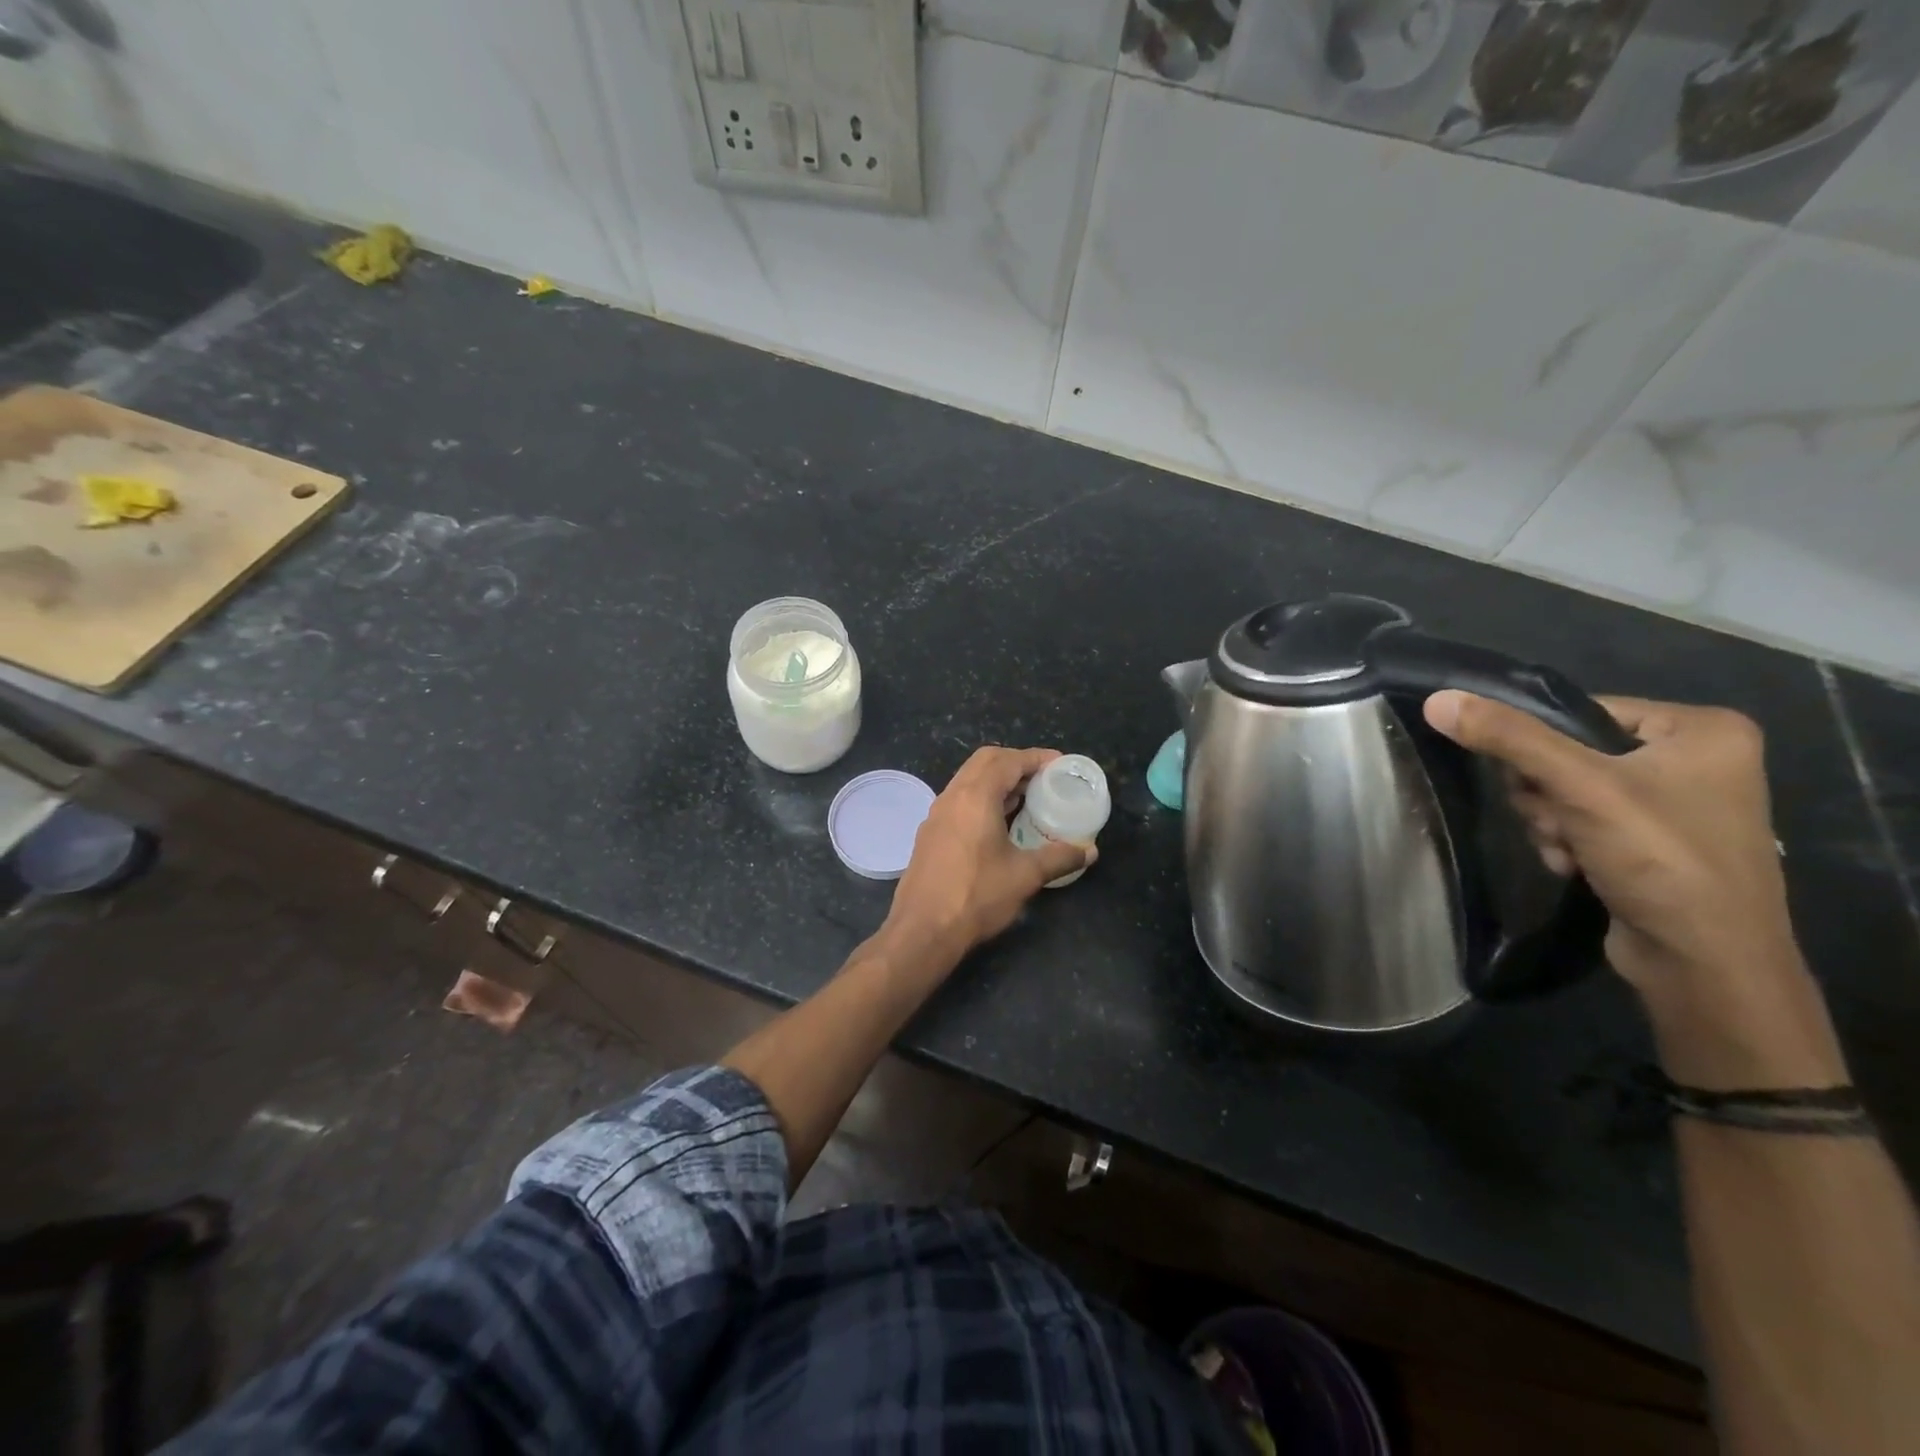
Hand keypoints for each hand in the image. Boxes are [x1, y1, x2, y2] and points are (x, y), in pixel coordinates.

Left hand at [884, 747, 1091, 961]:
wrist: (923, 930)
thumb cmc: (976, 897)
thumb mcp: (1025, 876)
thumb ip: (1059, 857)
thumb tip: (1089, 851)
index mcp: (975, 797)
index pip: (1008, 761)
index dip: (1036, 757)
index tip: (1060, 764)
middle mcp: (952, 797)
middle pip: (985, 761)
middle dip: (1016, 762)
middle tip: (1043, 777)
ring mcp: (936, 815)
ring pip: (969, 780)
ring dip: (997, 780)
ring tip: (1026, 798)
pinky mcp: (930, 833)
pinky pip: (959, 800)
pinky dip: (982, 798)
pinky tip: (999, 823)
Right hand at [1423, 692, 1844, 1086]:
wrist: (1705, 964)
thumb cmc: (1661, 860)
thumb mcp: (1578, 787)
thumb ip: (1508, 739)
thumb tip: (1437, 700)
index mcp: (1702, 729)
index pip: (1583, 711)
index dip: (1541, 745)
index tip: (1538, 785)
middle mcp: (1697, 759)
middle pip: (1570, 753)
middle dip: (1546, 793)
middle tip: (1558, 822)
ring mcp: (1677, 804)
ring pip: (1568, 790)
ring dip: (1550, 821)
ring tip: (1567, 850)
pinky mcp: (1655, 842)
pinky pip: (1584, 820)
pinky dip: (1567, 841)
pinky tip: (1573, 866)